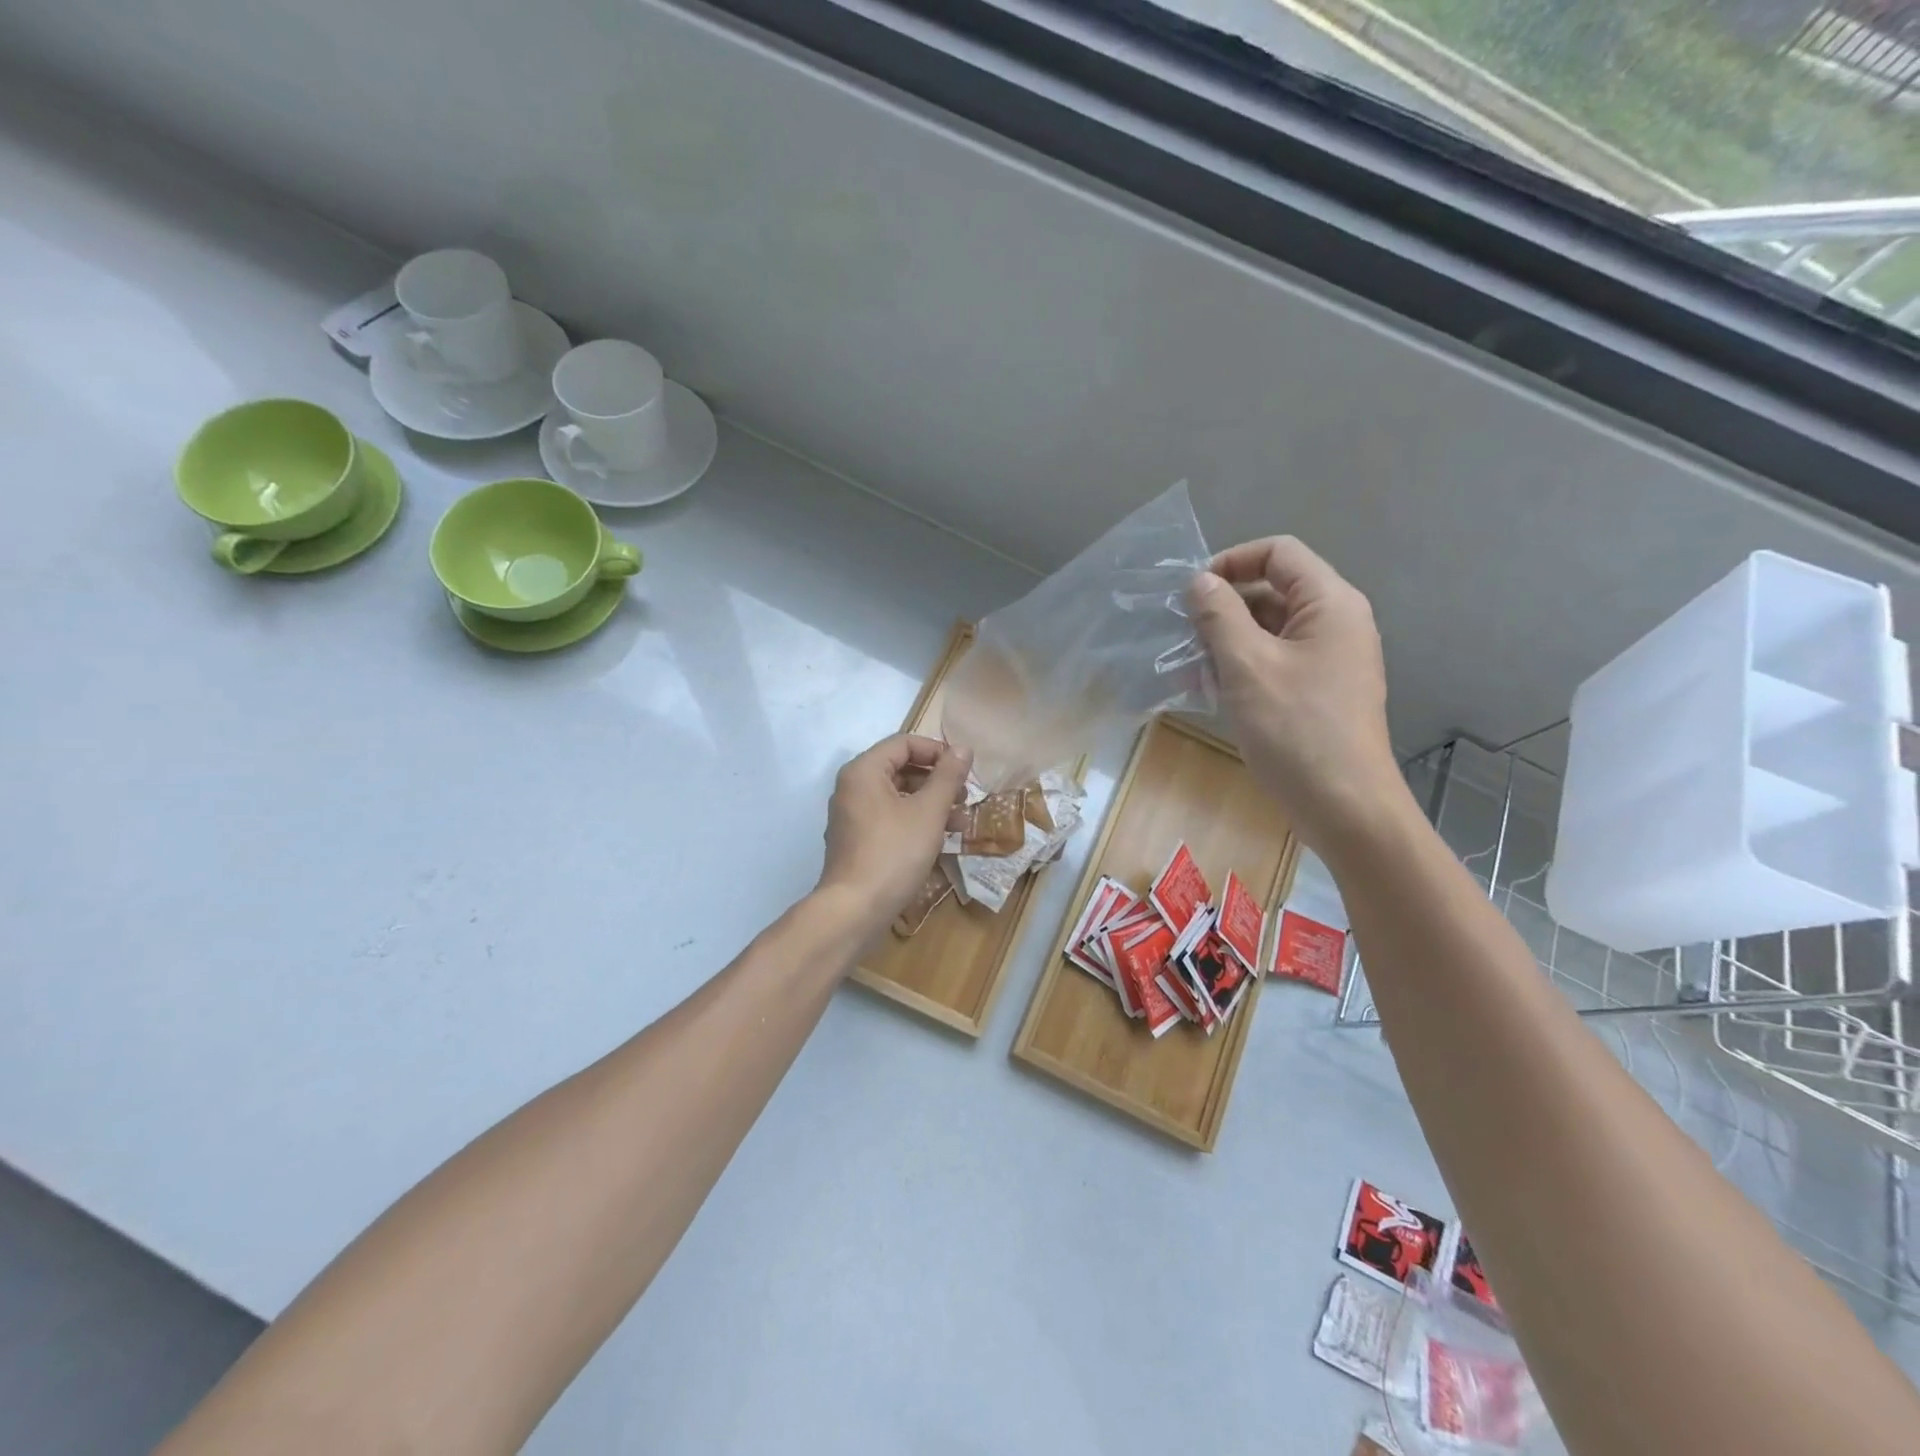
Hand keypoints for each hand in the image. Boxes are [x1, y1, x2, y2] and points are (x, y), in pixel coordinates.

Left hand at [816, 733, 972, 931]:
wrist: (855, 910)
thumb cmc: (894, 853)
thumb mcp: (929, 812)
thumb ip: (947, 776)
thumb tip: (962, 748)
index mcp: (864, 771)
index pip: (904, 743)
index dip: (937, 751)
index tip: (964, 770)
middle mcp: (852, 788)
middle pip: (900, 768)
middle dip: (937, 781)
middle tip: (965, 797)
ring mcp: (852, 816)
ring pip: (897, 797)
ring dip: (931, 804)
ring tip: (961, 822)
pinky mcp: (857, 842)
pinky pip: (889, 819)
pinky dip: (915, 822)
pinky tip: (941, 840)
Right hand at [1188, 538, 1409, 856]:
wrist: (1344, 806)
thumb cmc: (1296, 729)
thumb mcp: (1247, 666)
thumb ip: (1219, 615)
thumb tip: (1199, 582)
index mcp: (1330, 603)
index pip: (1278, 553)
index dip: (1231, 562)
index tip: (1191, 594)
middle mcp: (1336, 622)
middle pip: (1273, 590)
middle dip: (1224, 609)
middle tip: (1184, 637)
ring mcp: (1331, 659)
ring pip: (1270, 630)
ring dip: (1227, 643)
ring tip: (1191, 671)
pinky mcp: (1320, 691)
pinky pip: (1276, 662)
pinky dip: (1243, 668)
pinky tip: (1212, 693)